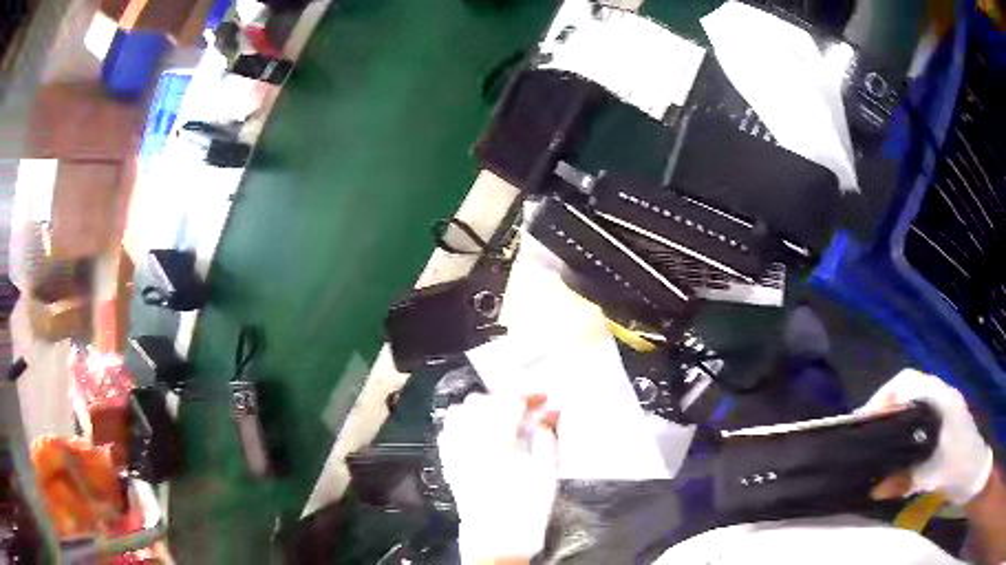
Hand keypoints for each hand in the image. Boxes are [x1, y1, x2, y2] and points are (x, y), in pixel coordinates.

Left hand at [437, 393, 558, 562]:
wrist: (497, 542)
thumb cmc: (526, 509)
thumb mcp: (546, 473)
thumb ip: (548, 438)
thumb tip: (551, 412)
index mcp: (497, 443)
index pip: (509, 402)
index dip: (528, 395)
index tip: (545, 398)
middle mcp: (470, 442)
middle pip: (482, 402)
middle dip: (507, 399)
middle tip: (528, 409)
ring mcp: (455, 453)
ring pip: (460, 413)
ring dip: (482, 408)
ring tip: (502, 417)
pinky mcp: (450, 464)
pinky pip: (448, 432)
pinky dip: (462, 423)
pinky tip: (477, 430)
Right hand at [861, 369, 994, 504]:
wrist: (975, 473)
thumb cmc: (960, 467)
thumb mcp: (932, 477)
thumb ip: (903, 480)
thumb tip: (872, 490)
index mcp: (941, 399)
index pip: (907, 382)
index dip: (883, 396)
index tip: (863, 420)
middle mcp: (942, 397)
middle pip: (909, 389)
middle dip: (885, 407)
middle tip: (866, 433)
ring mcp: (945, 410)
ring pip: (914, 404)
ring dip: (895, 418)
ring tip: (876, 442)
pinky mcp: (945, 424)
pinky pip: (920, 418)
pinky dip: (905, 428)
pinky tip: (897, 450)